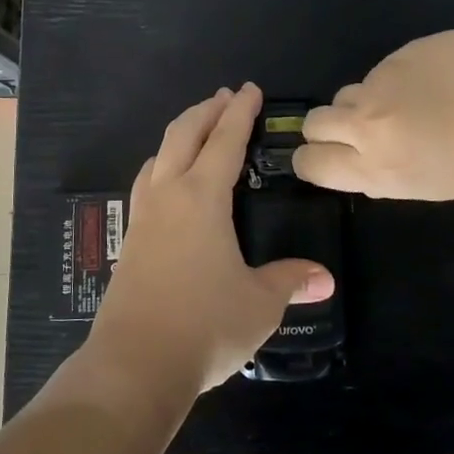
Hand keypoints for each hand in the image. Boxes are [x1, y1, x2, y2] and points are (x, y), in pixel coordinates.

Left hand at [91, 83, 335, 392]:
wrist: (135, 364)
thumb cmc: (205, 325)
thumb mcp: (259, 304)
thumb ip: (289, 281)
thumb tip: (324, 278)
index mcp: (202, 198)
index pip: (225, 140)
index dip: (240, 113)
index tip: (250, 90)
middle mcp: (169, 196)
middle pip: (183, 134)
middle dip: (206, 111)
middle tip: (225, 97)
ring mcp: (143, 217)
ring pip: (159, 155)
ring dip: (180, 134)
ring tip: (196, 131)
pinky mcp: (129, 241)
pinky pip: (147, 184)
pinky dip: (162, 166)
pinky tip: (167, 184)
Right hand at [295, 30, 453, 199]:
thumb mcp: (431, 185)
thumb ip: (385, 176)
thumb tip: (363, 165)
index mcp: (377, 167)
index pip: (310, 162)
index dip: (311, 161)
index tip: (327, 159)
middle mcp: (367, 125)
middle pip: (314, 123)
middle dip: (327, 129)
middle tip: (358, 132)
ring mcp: (379, 84)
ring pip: (346, 94)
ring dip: (362, 104)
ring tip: (404, 106)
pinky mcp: (396, 55)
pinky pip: (379, 72)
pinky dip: (394, 81)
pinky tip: (430, 84)